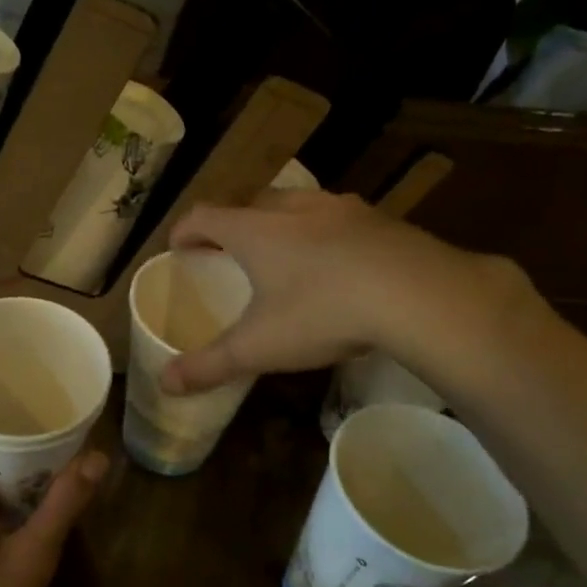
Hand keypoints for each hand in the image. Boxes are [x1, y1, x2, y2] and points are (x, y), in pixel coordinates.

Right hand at [162, 189, 528, 397]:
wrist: (421, 296)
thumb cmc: (323, 313)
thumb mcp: (260, 347)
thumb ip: (209, 365)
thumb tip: (164, 383)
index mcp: (256, 231)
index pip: (205, 216)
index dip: (185, 230)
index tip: (177, 248)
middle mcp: (294, 209)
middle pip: (251, 203)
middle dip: (233, 224)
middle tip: (229, 252)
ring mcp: (343, 209)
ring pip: (298, 205)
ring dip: (281, 223)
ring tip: (283, 253)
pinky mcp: (382, 220)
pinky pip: (340, 218)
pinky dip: (325, 233)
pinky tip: (338, 264)